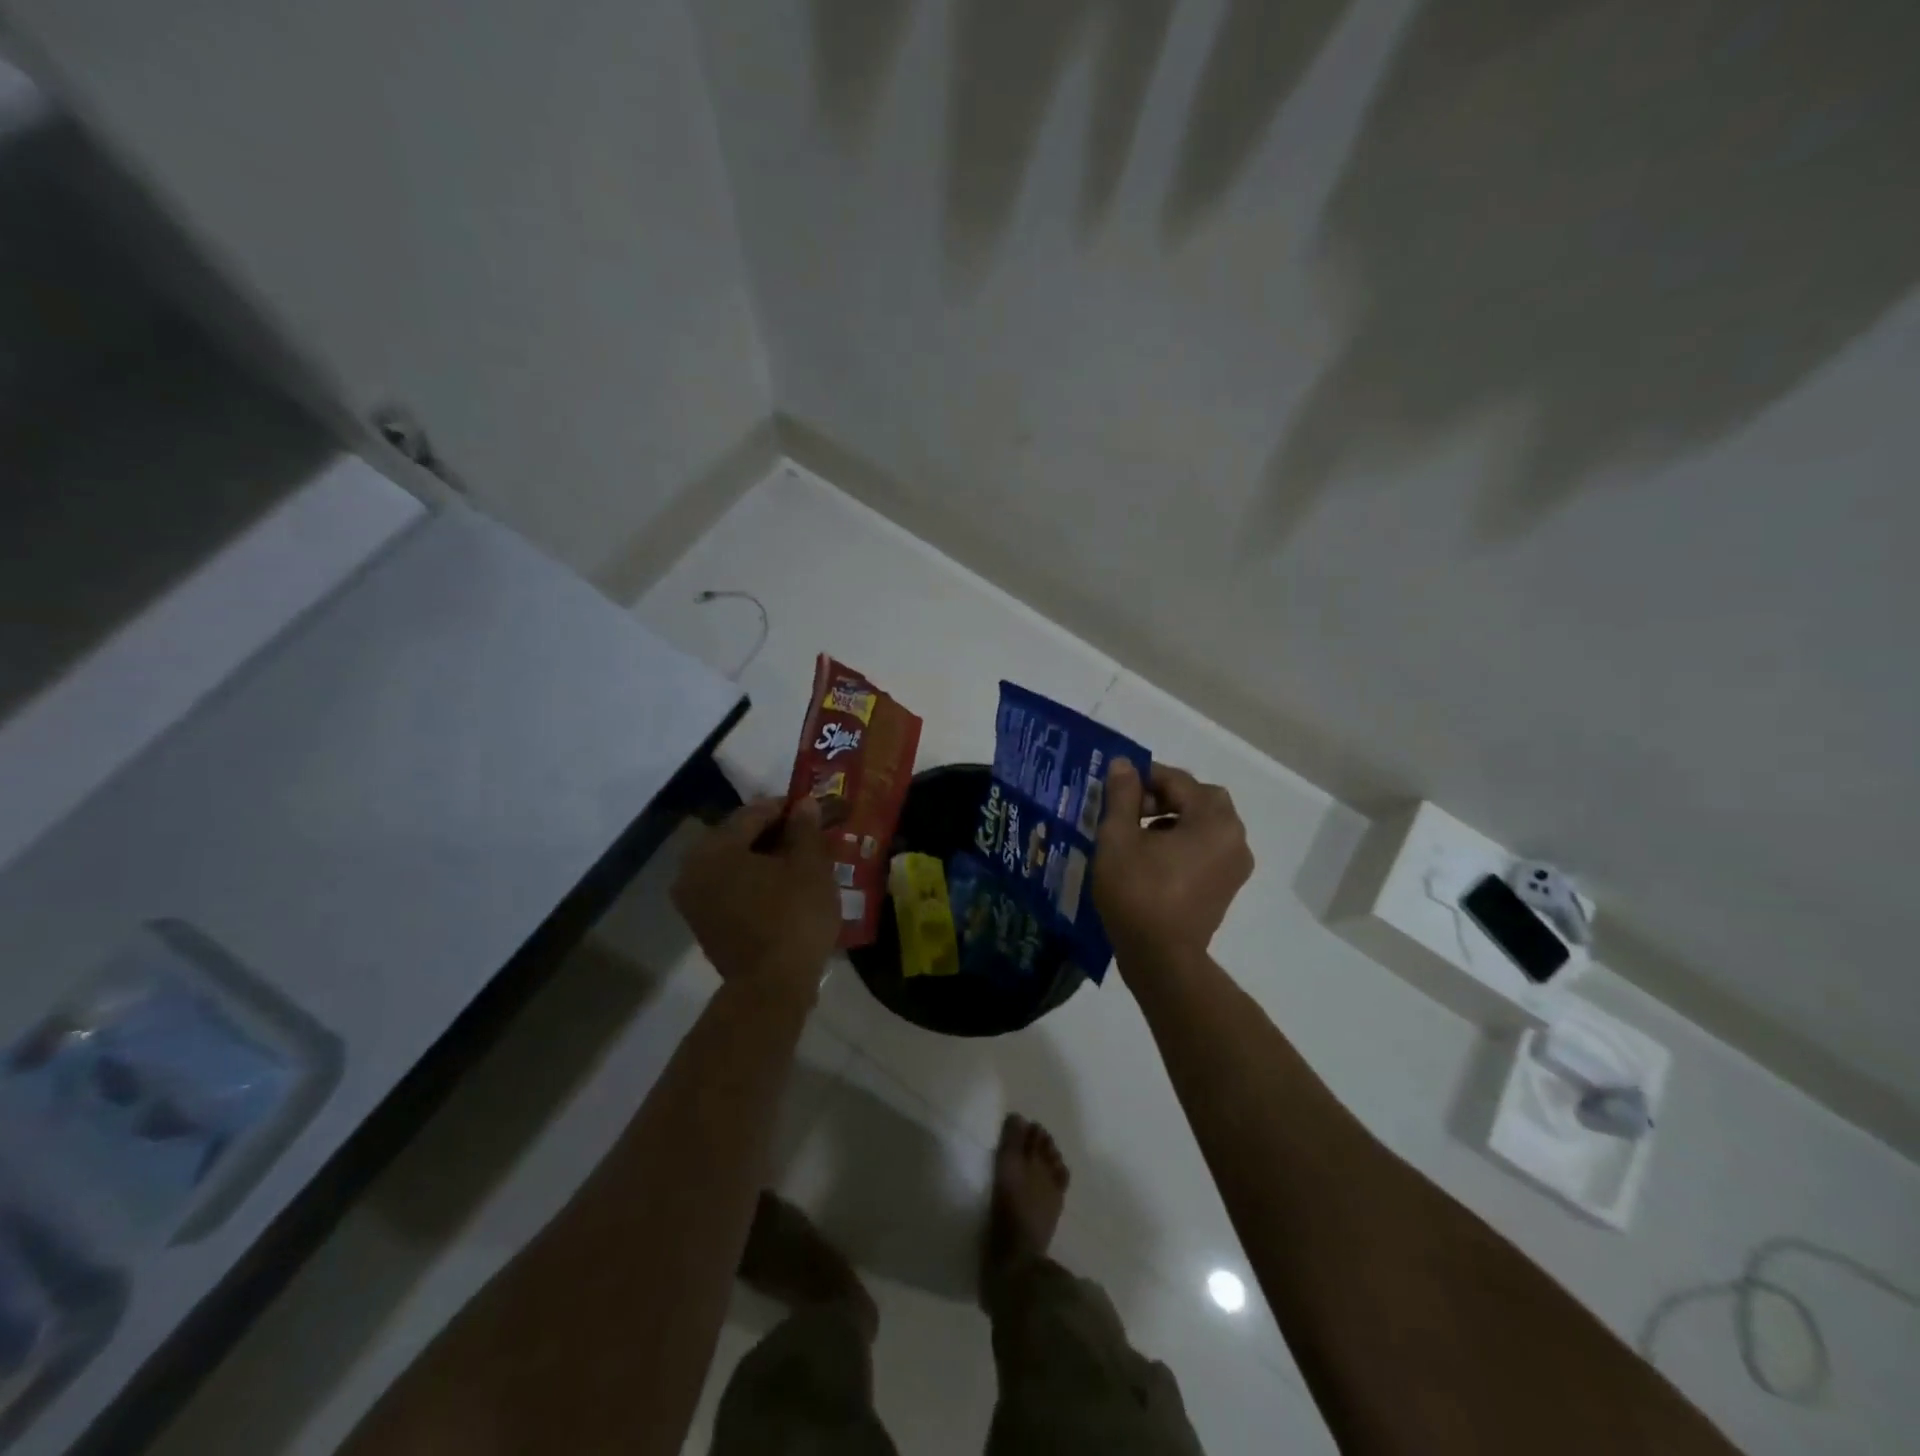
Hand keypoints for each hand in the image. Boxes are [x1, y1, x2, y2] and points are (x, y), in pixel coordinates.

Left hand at [672, 795, 839, 994]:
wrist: (772, 988)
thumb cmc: (793, 917)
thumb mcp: (810, 866)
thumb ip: (806, 829)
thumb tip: (805, 804)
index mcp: (715, 847)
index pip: (755, 812)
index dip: (789, 808)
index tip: (816, 807)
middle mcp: (693, 868)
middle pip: (740, 837)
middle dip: (776, 833)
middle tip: (810, 833)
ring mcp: (693, 899)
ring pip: (735, 863)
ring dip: (766, 857)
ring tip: (802, 858)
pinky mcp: (703, 922)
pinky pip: (731, 887)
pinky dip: (755, 880)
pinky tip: (784, 884)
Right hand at [1094, 759, 1253, 970]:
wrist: (1161, 958)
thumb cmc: (1137, 892)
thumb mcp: (1118, 838)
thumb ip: (1123, 795)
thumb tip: (1124, 763)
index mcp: (1214, 820)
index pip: (1178, 781)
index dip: (1144, 778)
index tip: (1115, 788)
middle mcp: (1234, 837)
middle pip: (1199, 799)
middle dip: (1164, 797)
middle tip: (1131, 811)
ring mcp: (1235, 865)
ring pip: (1204, 824)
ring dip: (1174, 818)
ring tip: (1137, 835)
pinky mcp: (1227, 886)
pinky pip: (1207, 848)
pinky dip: (1184, 842)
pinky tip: (1153, 858)